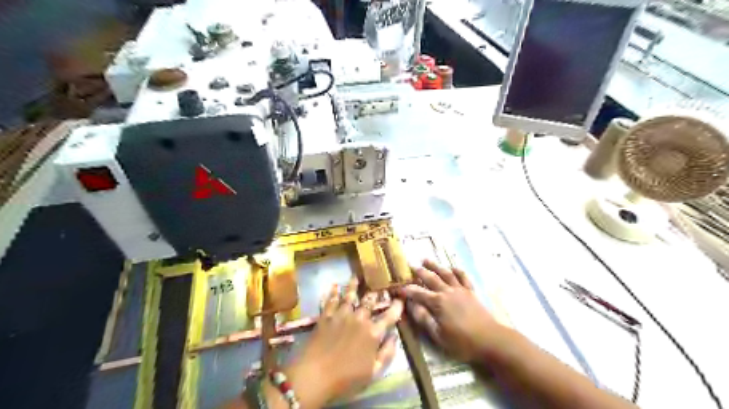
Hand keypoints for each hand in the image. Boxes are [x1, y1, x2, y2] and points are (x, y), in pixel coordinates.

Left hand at [287, 276, 404, 407]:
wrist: (315, 376)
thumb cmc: (347, 379)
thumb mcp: (374, 373)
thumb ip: (387, 353)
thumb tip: (395, 336)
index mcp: (373, 332)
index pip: (389, 316)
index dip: (397, 306)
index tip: (401, 297)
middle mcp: (359, 319)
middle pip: (370, 301)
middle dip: (376, 291)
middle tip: (379, 282)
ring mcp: (341, 316)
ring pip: (350, 296)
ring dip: (354, 285)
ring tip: (356, 276)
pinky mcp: (326, 317)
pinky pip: (330, 301)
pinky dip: (333, 292)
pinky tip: (334, 286)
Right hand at [402, 260, 497, 362]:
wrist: (491, 340)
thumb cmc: (462, 342)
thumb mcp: (438, 335)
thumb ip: (424, 319)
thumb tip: (411, 305)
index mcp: (437, 303)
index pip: (418, 293)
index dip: (407, 290)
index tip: (398, 287)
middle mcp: (447, 292)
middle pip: (431, 278)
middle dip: (419, 272)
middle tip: (410, 266)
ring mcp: (460, 290)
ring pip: (445, 273)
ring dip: (435, 266)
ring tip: (426, 259)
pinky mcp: (471, 292)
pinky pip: (463, 277)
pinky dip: (457, 271)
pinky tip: (452, 267)